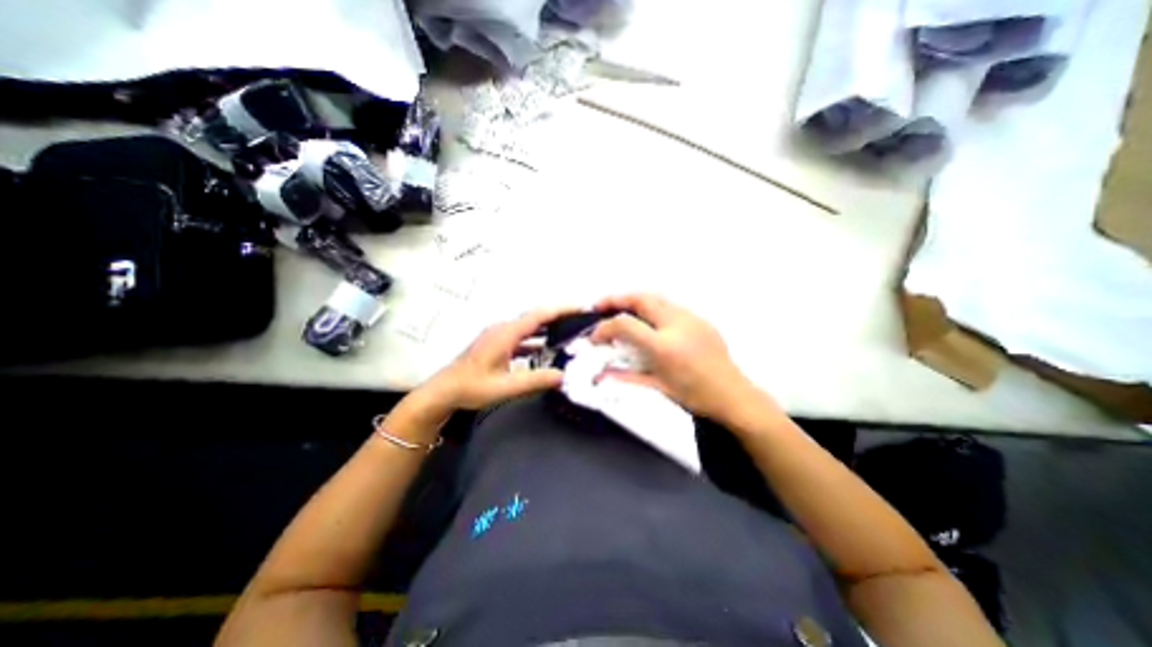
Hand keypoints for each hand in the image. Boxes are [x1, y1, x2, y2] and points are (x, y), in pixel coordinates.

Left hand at [418, 306, 575, 409]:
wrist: (443, 390)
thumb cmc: (471, 387)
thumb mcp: (505, 387)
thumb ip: (534, 380)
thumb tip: (563, 375)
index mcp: (506, 334)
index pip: (539, 315)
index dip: (561, 309)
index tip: (581, 307)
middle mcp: (504, 329)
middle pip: (536, 316)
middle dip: (559, 315)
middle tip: (581, 318)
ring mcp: (499, 335)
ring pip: (529, 325)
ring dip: (549, 326)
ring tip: (569, 330)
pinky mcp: (497, 343)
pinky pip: (522, 336)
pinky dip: (537, 338)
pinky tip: (546, 347)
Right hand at [589, 294, 768, 423]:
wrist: (733, 395)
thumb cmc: (695, 396)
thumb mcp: (658, 388)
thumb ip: (626, 378)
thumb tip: (601, 375)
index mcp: (664, 346)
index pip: (625, 324)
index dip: (604, 327)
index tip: (594, 336)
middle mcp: (677, 324)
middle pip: (641, 298)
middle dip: (617, 299)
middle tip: (600, 305)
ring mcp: (691, 318)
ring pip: (656, 297)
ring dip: (634, 300)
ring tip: (621, 308)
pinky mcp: (701, 319)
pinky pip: (670, 306)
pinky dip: (652, 307)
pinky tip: (648, 319)